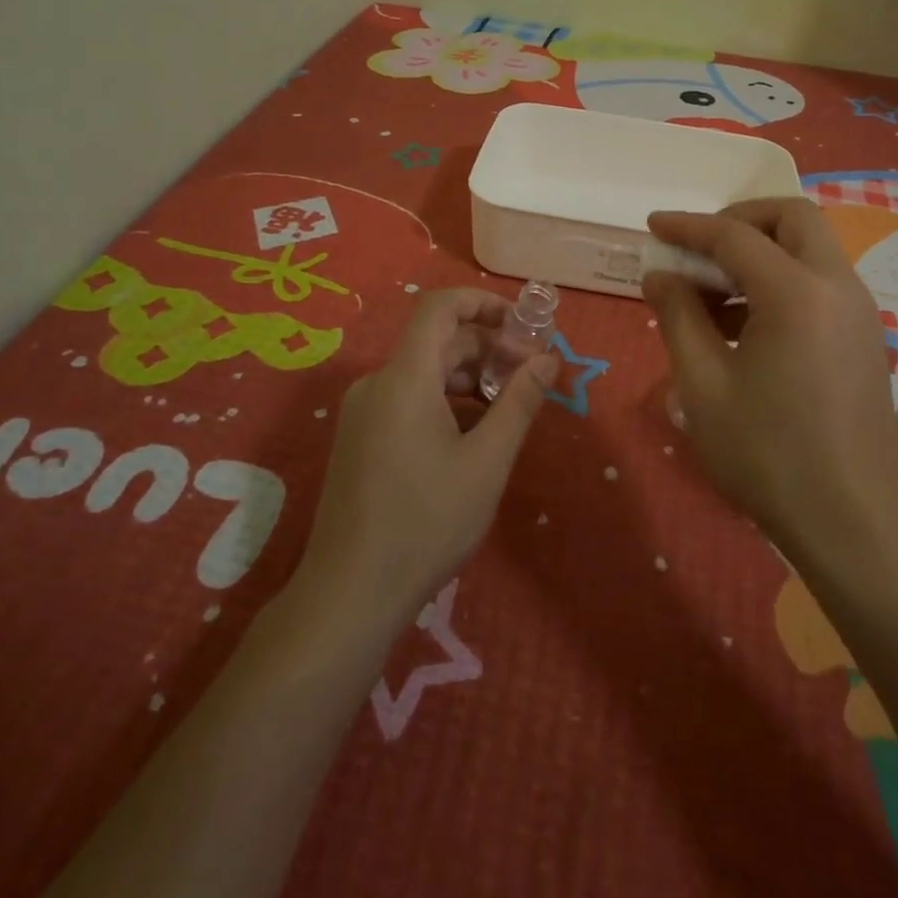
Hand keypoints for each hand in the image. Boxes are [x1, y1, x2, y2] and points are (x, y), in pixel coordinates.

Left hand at [301, 289, 555, 625]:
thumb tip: (548, 359)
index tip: (524, 325)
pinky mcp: (361, 437)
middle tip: (531, 374)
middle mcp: (378, 383)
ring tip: (509, 407)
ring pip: (424, 372)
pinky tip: (474, 434)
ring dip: (469, 377)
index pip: (439, 306)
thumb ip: (519, 402)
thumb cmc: (426, 523)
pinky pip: (409, 398)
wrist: (349, 595)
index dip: (483, 303)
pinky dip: (446, 401)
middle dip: (488, 348)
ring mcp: (364, 411)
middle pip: (437, 341)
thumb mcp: (486, 462)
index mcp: (404, 378)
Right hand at [643, 199, 897, 562]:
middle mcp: (837, 287)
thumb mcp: (703, 384)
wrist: (852, 523)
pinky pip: (818, 284)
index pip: (735, 235)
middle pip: (792, 218)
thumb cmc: (768, 454)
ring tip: (710, 297)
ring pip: (808, 250)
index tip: (652, 226)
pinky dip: (779, 282)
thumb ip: (678, 316)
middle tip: (698, 250)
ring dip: (759, 254)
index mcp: (797, 292)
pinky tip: (741, 328)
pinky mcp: (863, 338)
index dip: (688, 226)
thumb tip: (660, 275)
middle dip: (739, 221)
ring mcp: (858, 312)